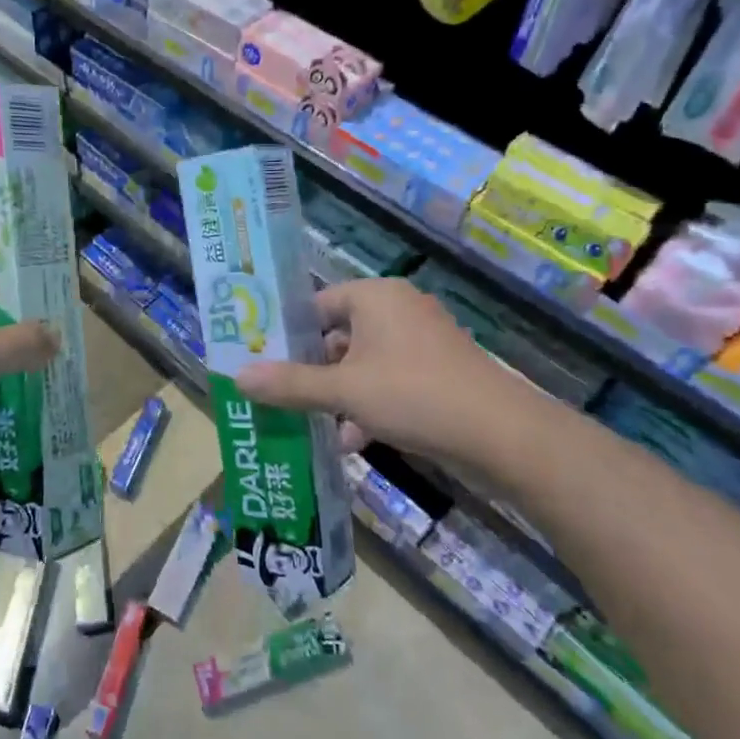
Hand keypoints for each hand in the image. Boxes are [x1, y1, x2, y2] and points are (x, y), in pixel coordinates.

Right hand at [235, 278, 537, 476]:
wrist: (501, 435)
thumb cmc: (413, 395)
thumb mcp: (343, 391)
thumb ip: (290, 384)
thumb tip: (238, 377)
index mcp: (375, 297)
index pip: (317, 305)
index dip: (289, 334)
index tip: (263, 361)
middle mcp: (398, 310)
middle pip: (339, 335)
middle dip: (312, 370)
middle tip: (281, 395)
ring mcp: (422, 342)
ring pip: (363, 363)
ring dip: (339, 394)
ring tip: (313, 424)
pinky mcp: (438, 372)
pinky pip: (390, 381)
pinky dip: (369, 405)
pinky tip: (352, 441)